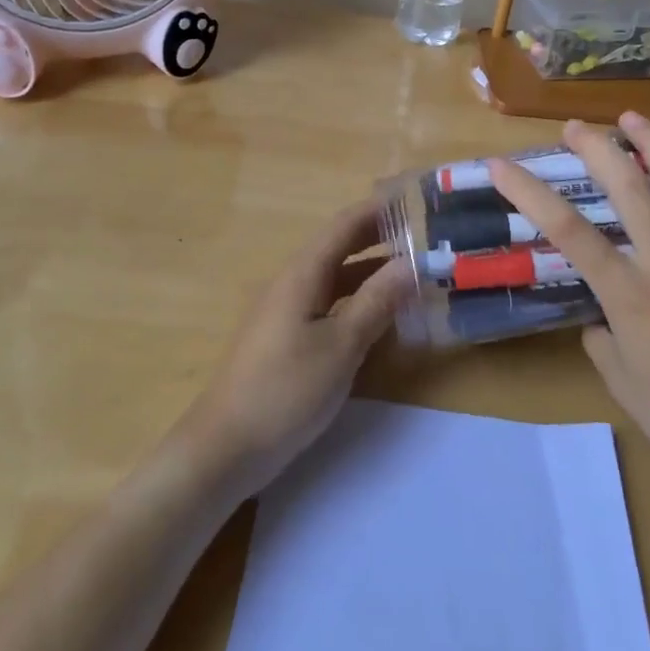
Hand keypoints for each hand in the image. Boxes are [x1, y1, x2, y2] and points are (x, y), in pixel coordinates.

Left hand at [181, 202, 411, 496]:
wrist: (226, 447)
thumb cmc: (286, 390)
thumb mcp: (341, 346)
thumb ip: (376, 302)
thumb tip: (411, 263)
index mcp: (302, 274)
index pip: (344, 225)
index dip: (378, 210)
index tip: (415, 202)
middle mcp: (292, 283)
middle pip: (339, 248)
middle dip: (379, 239)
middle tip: (423, 238)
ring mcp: (285, 311)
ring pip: (335, 279)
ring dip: (371, 273)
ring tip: (412, 274)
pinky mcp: (284, 338)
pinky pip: (327, 305)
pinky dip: (356, 301)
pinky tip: (379, 318)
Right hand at [488, 114, 649, 502]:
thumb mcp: (616, 376)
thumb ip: (601, 330)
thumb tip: (602, 310)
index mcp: (632, 296)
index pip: (569, 232)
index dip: (530, 193)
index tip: (501, 165)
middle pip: (633, 191)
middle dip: (599, 150)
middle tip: (575, 127)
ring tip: (637, 117)